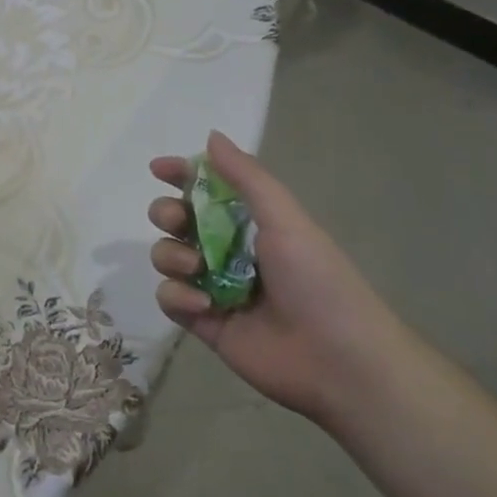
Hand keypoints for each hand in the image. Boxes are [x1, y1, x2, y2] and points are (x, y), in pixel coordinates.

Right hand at [148, 131, 409, 426]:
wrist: (339, 360)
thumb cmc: (317, 280)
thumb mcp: (286, 220)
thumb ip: (246, 178)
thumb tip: (211, 136)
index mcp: (251, 223)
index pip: (206, 189)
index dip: (181, 175)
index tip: (158, 168)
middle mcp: (228, 251)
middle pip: (176, 221)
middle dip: (167, 214)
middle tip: (177, 221)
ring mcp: (212, 287)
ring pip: (166, 257)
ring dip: (172, 255)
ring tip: (195, 267)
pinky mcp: (202, 322)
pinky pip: (168, 298)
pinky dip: (178, 296)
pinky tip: (203, 305)